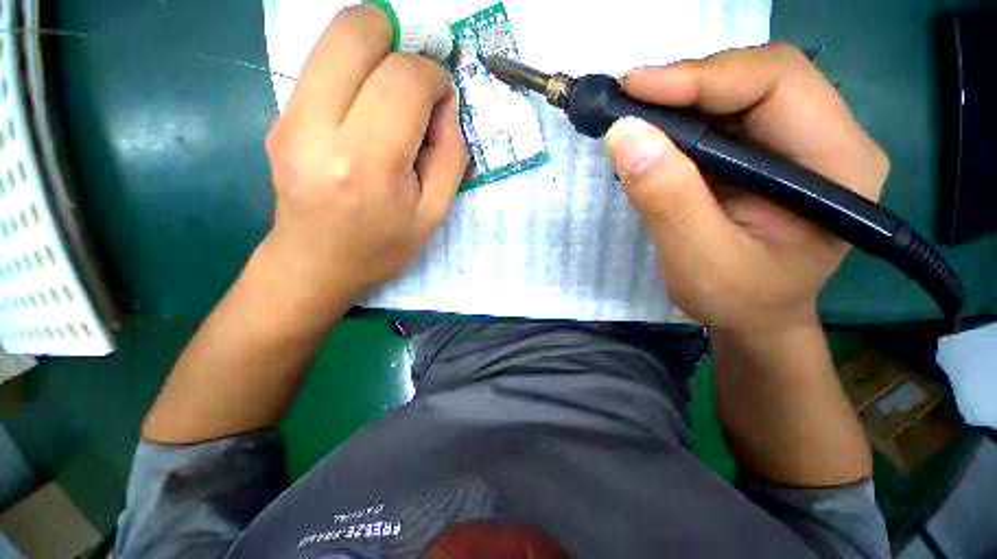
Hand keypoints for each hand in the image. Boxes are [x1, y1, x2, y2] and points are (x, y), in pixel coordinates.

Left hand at [264, 5, 467, 306]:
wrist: (316, 263)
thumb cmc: (382, 246)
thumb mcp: (434, 213)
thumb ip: (451, 154)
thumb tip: (444, 105)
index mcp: (368, 162)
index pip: (404, 79)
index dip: (434, 78)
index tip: (443, 101)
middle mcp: (319, 128)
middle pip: (357, 29)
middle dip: (400, 38)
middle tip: (417, 78)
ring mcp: (290, 117)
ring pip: (334, 37)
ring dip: (377, 51)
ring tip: (395, 95)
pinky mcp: (280, 116)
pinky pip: (323, 65)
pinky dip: (355, 72)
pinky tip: (368, 111)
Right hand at [605, 44, 888, 333]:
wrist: (755, 317)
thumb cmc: (737, 300)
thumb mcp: (697, 260)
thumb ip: (666, 200)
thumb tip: (625, 135)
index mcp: (839, 167)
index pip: (778, 84)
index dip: (703, 77)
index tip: (634, 89)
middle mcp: (832, 140)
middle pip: (761, 77)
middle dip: (689, 84)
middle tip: (630, 102)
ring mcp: (803, 143)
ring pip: (741, 91)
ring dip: (683, 100)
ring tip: (637, 120)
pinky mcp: (773, 153)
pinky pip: (728, 117)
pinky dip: (685, 120)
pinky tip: (658, 138)